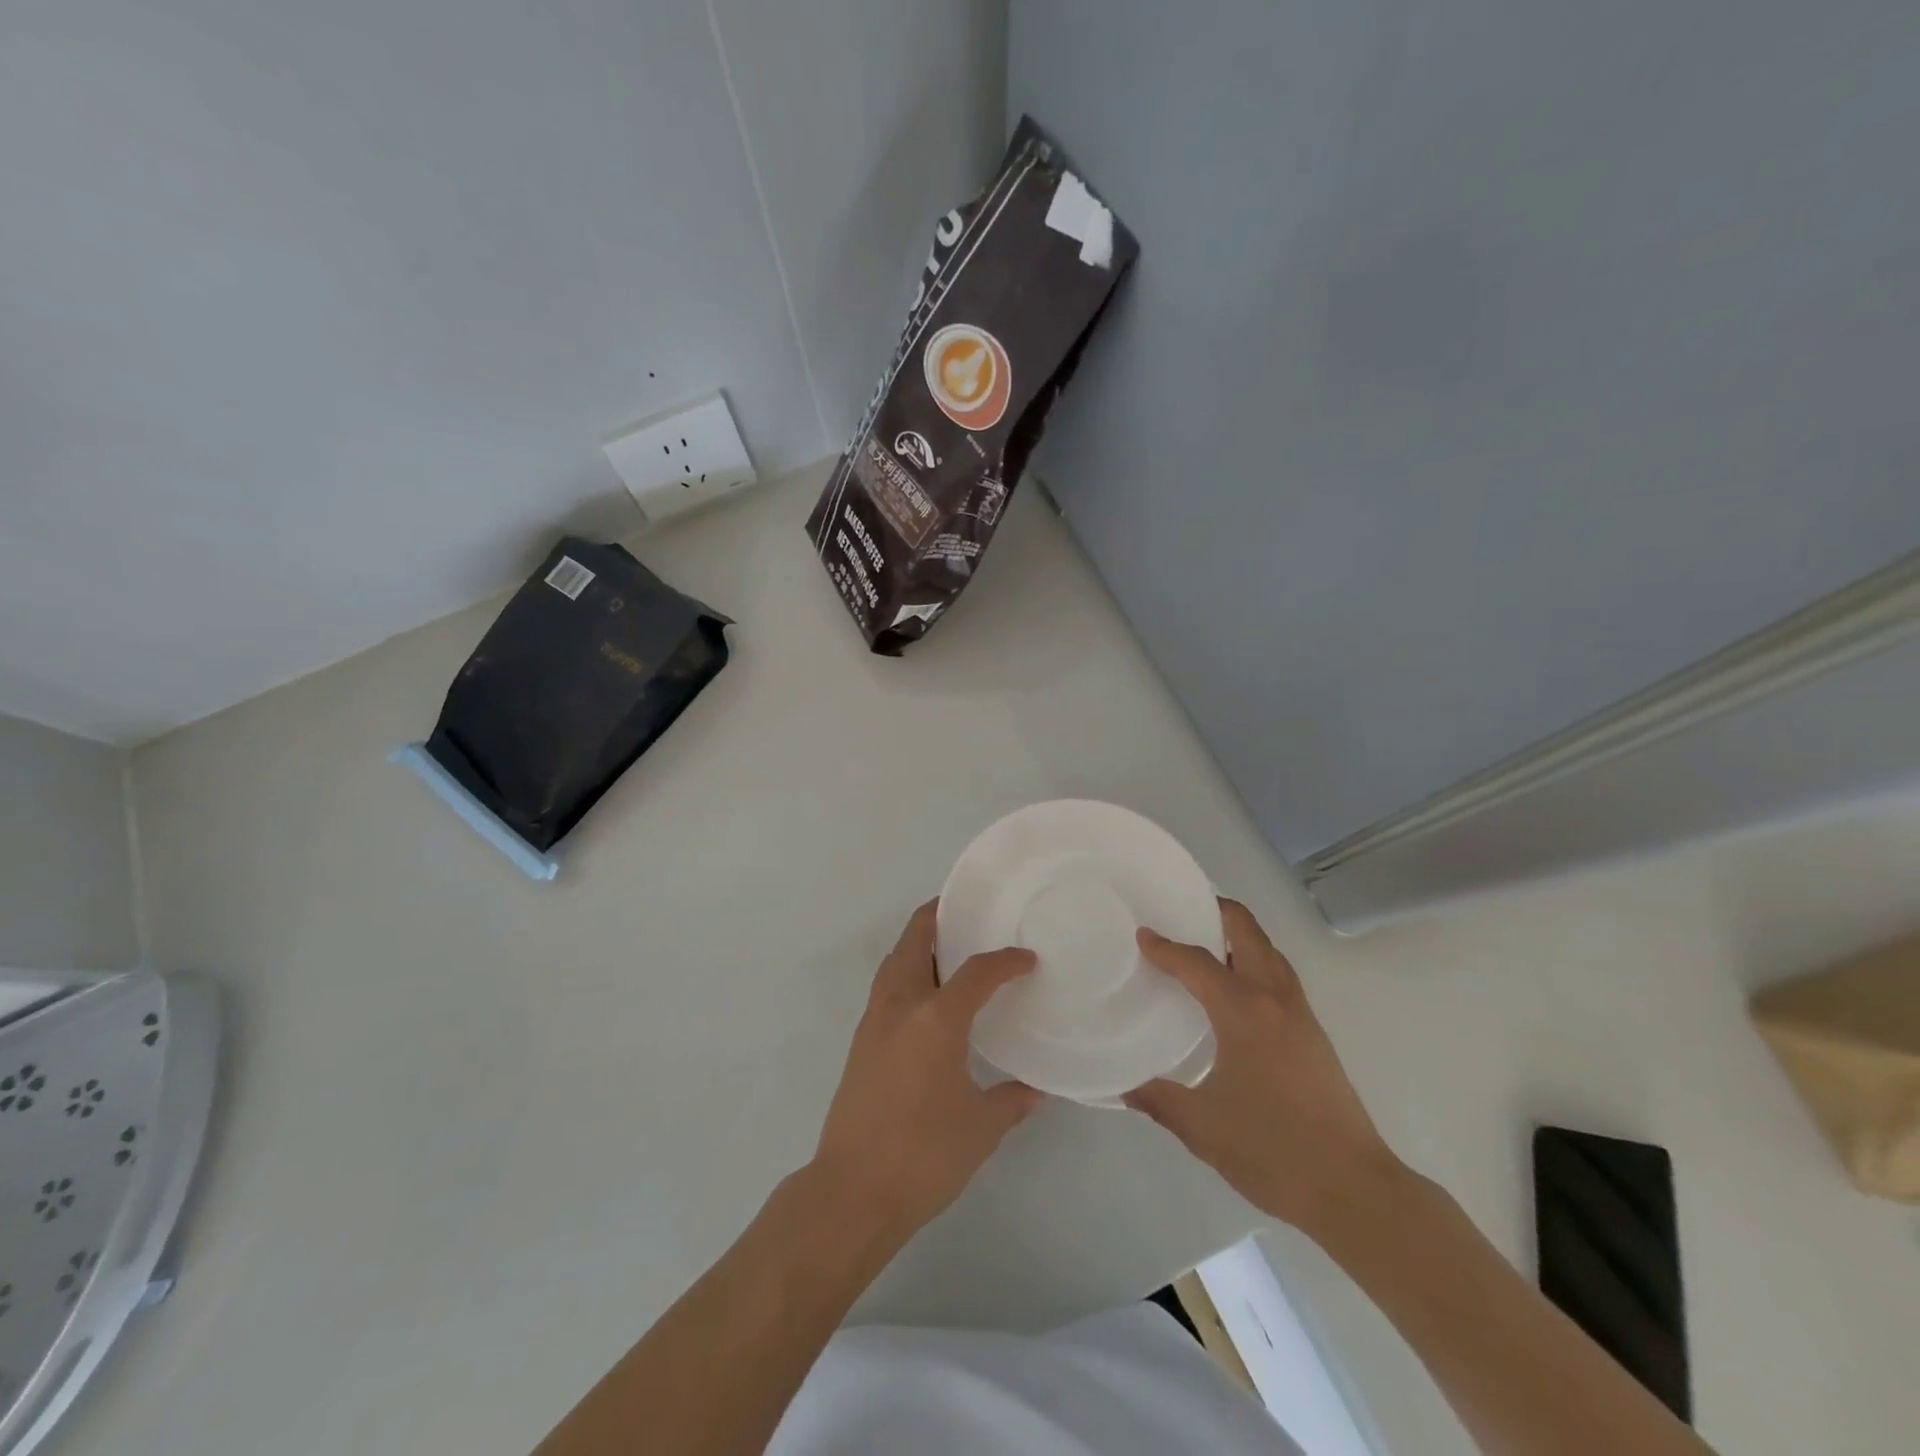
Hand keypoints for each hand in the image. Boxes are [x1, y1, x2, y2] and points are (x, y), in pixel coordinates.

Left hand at [811, 901, 1042, 1239]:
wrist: (852, 1192)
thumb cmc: (924, 1155)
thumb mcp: (981, 1128)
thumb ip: (1012, 1100)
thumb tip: (1037, 1089)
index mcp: (936, 1019)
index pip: (976, 972)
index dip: (1005, 961)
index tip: (1027, 959)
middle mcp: (901, 1007)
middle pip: (914, 941)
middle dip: (936, 918)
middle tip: (964, 912)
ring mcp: (874, 1022)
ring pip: (894, 962)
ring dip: (916, 944)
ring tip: (946, 947)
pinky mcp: (860, 1042)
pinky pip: (886, 987)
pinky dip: (906, 973)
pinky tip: (926, 999)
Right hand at [1125, 899, 1404, 1239]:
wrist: (1354, 1189)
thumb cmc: (1272, 1150)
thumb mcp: (1201, 1127)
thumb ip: (1158, 1099)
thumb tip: (1122, 1085)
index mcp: (1243, 1011)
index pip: (1197, 962)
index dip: (1165, 947)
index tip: (1141, 936)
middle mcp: (1274, 999)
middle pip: (1247, 932)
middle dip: (1216, 911)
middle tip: (1181, 912)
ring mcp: (1300, 1014)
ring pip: (1268, 952)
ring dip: (1238, 936)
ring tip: (1204, 943)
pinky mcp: (1314, 1033)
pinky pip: (1279, 976)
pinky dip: (1253, 962)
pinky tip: (1234, 992)